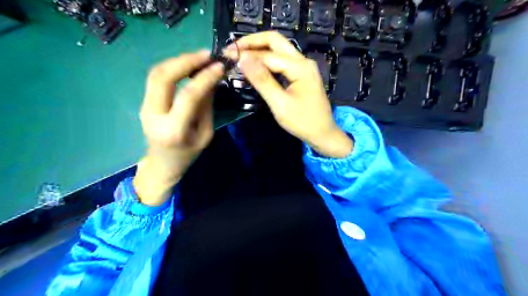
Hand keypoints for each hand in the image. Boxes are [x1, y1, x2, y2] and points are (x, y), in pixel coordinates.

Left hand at [134, 51, 223, 205]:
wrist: (162, 165)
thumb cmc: (188, 154)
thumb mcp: (205, 134)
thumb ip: (207, 106)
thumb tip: (212, 79)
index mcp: (174, 130)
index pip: (188, 96)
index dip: (205, 78)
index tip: (219, 66)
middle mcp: (154, 115)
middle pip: (162, 77)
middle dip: (185, 60)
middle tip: (206, 54)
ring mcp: (144, 107)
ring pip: (155, 73)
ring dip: (177, 60)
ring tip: (199, 57)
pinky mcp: (144, 102)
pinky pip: (156, 79)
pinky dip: (172, 68)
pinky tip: (187, 66)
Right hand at [224, 32, 351, 157]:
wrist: (323, 133)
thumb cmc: (302, 121)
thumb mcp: (279, 103)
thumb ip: (262, 80)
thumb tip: (243, 59)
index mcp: (299, 66)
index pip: (267, 54)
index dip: (246, 53)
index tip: (226, 55)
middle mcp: (303, 61)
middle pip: (275, 41)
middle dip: (252, 42)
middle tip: (233, 49)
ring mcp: (304, 67)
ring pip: (279, 50)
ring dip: (259, 50)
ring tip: (240, 55)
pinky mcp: (302, 74)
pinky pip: (282, 61)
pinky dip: (267, 61)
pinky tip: (256, 66)